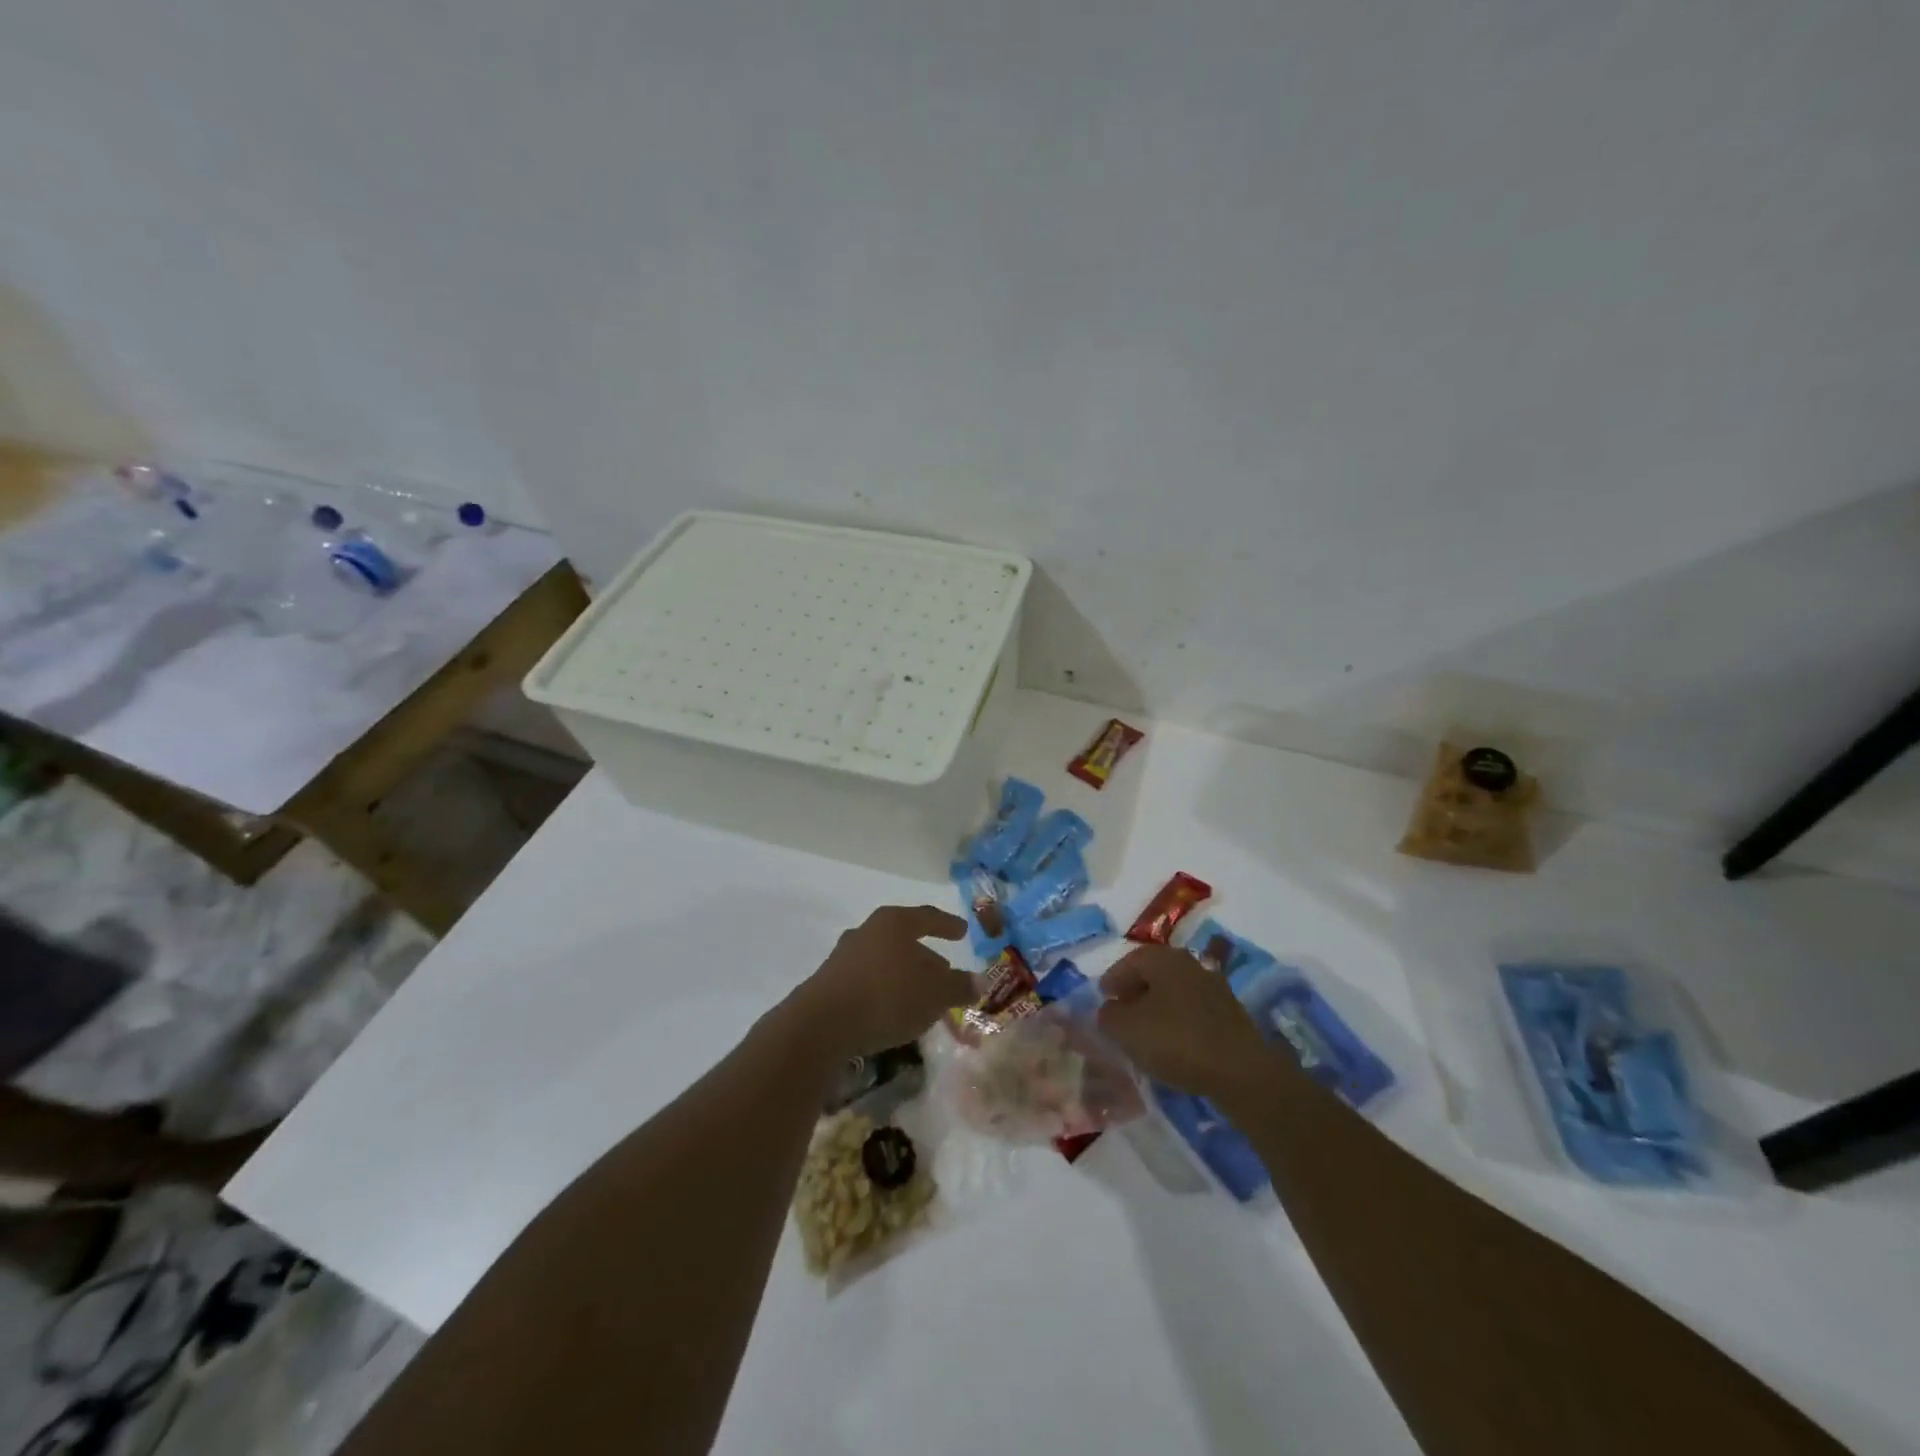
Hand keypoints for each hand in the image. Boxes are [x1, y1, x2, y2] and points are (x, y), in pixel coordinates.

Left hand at [791, 905, 973, 1060]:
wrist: (822, 1023)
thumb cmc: (888, 996)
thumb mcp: (935, 994)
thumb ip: (958, 986)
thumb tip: (978, 982)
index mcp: (894, 923)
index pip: (928, 917)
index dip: (947, 924)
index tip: (963, 931)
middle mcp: (868, 931)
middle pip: (904, 940)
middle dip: (926, 957)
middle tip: (944, 971)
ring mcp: (845, 956)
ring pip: (885, 961)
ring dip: (904, 976)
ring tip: (921, 996)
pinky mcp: (830, 982)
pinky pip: (868, 981)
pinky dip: (885, 990)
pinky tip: (894, 1011)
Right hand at [1096, 945, 1277, 1105]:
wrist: (1240, 1072)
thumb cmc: (1177, 1040)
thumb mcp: (1127, 1029)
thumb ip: (1109, 1015)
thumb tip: (1109, 1009)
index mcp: (1165, 959)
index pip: (1131, 960)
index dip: (1113, 978)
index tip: (1103, 997)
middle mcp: (1190, 965)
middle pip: (1154, 974)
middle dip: (1135, 991)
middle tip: (1120, 1011)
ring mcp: (1214, 988)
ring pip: (1174, 992)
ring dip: (1157, 1007)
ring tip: (1143, 1031)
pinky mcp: (1229, 1015)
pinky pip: (1192, 1011)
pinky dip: (1176, 1021)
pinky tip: (1171, 1043)